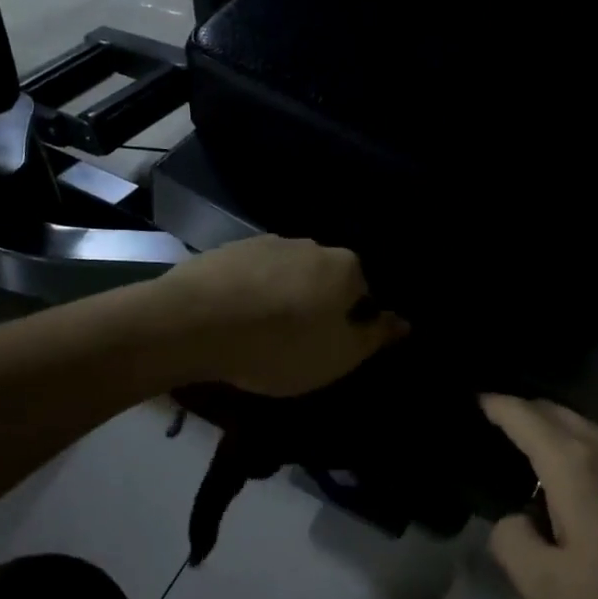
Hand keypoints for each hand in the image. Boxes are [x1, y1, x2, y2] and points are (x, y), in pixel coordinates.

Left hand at [155, 236, 408, 395]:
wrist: (193, 322)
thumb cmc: (280, 346)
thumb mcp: (338, 356)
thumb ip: (374, 337)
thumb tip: (403, 321)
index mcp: (344, 267)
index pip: (364, 293)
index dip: (351, 324)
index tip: (329, 350)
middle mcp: (310, 245)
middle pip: (324, 280)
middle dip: (316, 307)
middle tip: (296, 345)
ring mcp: (266, 242)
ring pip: (286, 275)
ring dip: (282, 299)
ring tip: (260, 334)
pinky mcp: (227, 249)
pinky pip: (251, 275)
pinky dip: (250, 294)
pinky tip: (234, 320)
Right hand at [482, 395, 597, 598]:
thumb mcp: (548, 591)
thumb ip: (511, 543)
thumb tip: (515, 519)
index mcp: (576, 466)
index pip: (525, 417)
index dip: (497, 405)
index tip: (475, 399)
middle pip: (558, 412)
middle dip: (524, 412)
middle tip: (497, 426)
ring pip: (587, 429)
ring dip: (556, 432)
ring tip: (534, 458)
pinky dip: (583, 449)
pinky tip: (583, 486)